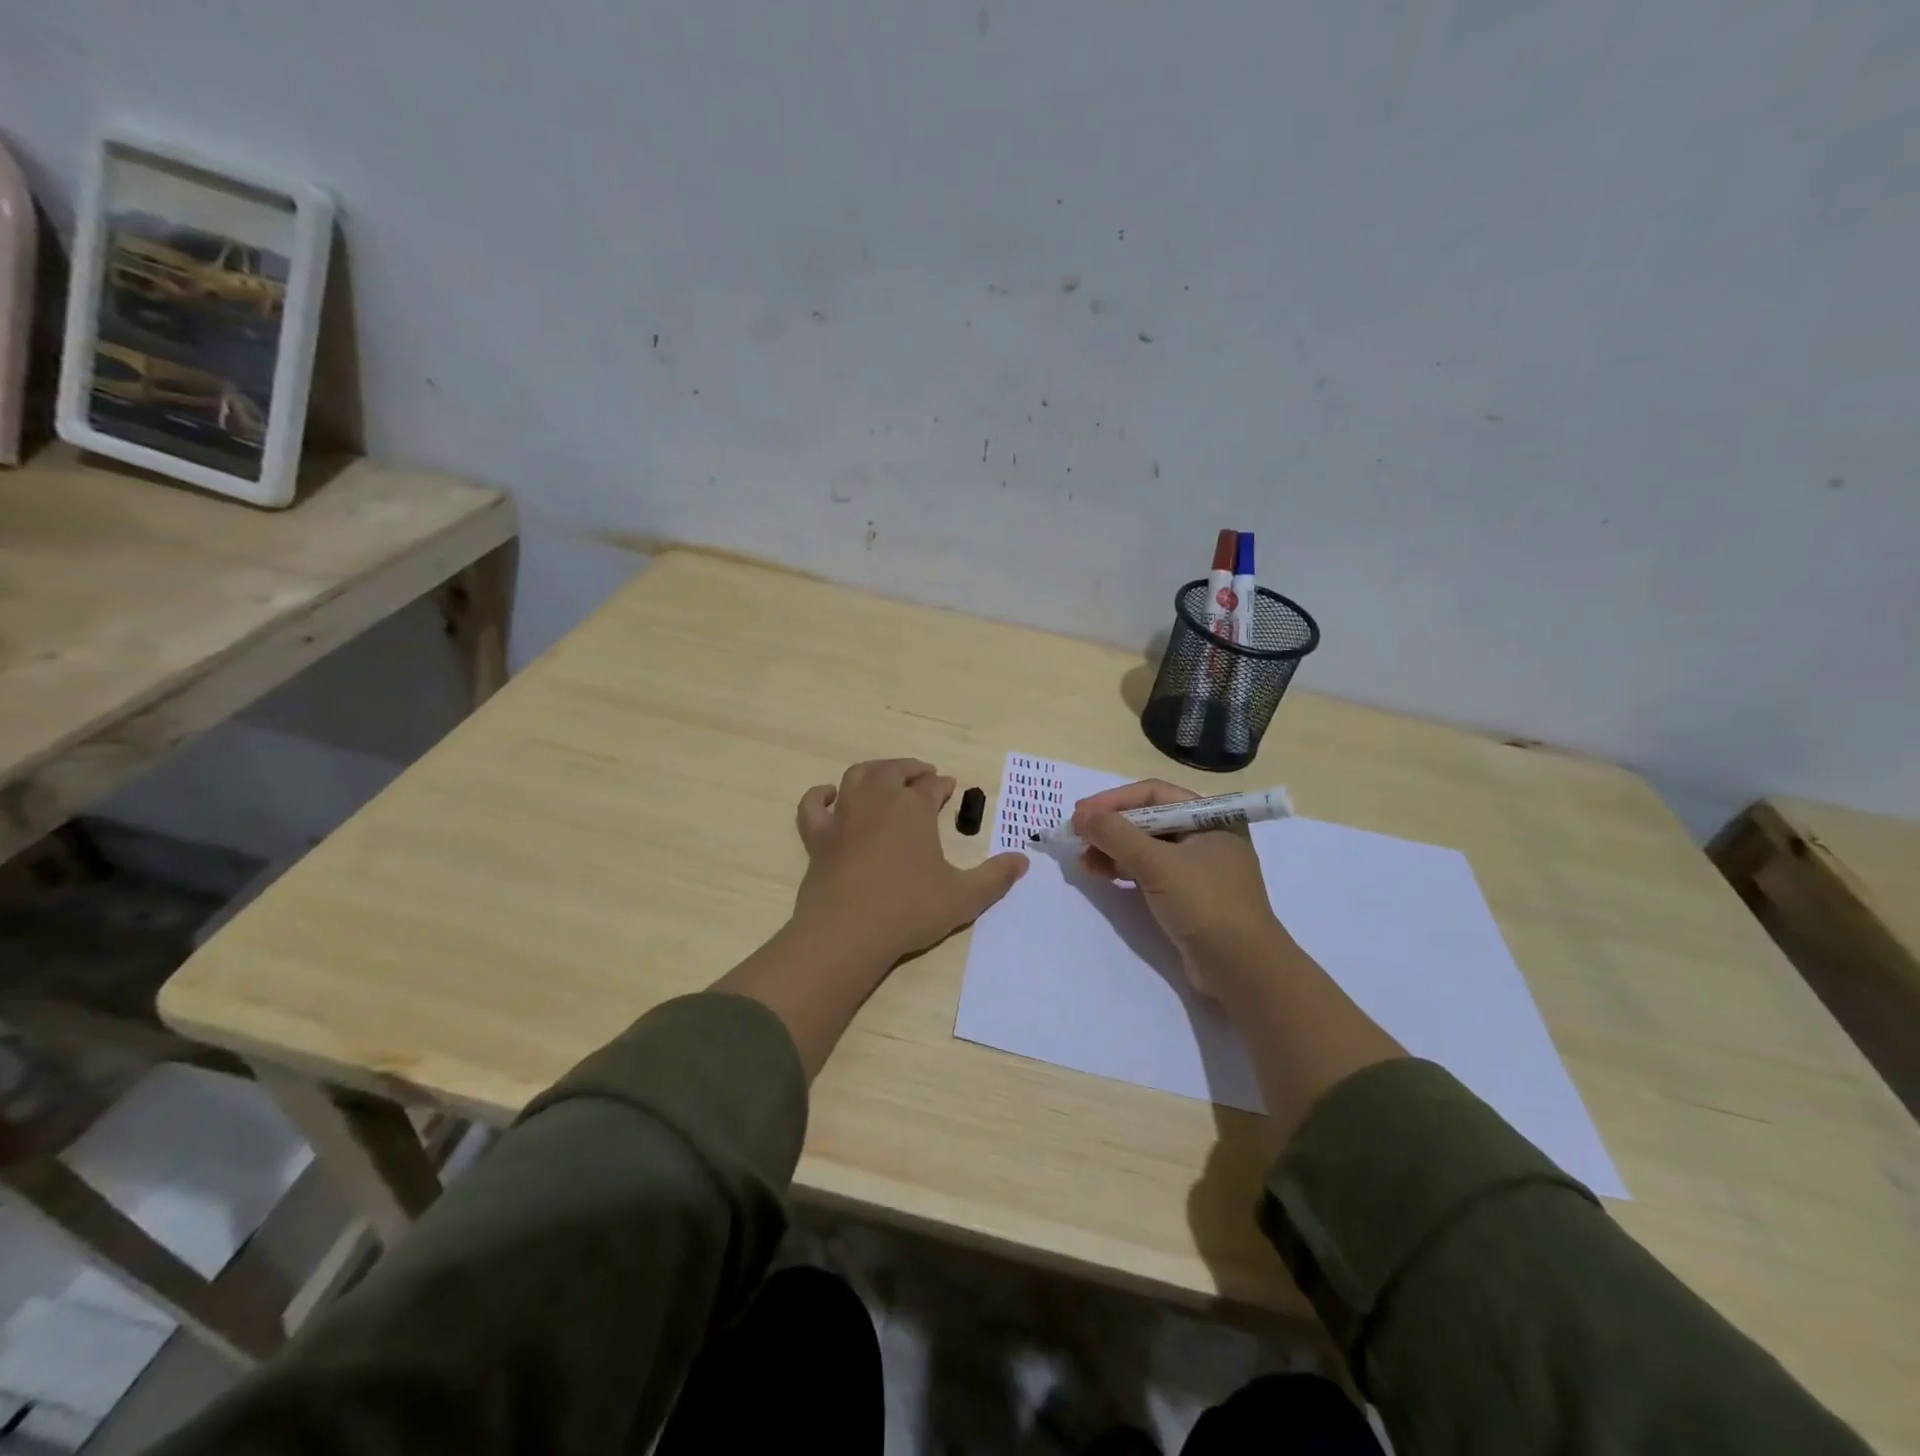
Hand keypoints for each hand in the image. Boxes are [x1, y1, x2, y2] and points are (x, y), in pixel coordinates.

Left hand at [792, 758, 1028, 966]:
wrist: (848, 932)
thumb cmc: (909, 910)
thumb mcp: (964, 897)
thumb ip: (995, 877)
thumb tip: (1024, 860)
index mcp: (914, 808)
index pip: (931, 786)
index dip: (942, 785)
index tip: (949, 788)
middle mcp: (878, 800)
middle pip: (894, 771)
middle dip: (911, 770)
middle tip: (923, 776)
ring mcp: (844, 816)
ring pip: (857, 776)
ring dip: (875, 771)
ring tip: (886, 777)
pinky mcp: (817, 836)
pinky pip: (813, 805)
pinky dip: (820, 795)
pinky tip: (829, 795)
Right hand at [1074, 778, 1287, 1000]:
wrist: (1242, 970)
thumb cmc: (1205, 904)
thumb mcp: (1157, 864)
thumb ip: (1115, 835)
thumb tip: (1079, 815)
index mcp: (1211, 817)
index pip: (1153, 794)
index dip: (1113, 801)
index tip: (1080, 814)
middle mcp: (1206, 836)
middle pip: (1148, 819)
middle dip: (1111, 828)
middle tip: (1077, 838)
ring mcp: (1198, 868)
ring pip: (1146, 847)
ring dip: (1113, 850)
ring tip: (1084, 862)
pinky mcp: (1189, 895)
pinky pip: (1150, 871)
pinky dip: (1124, 870)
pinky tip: (1102, 875)